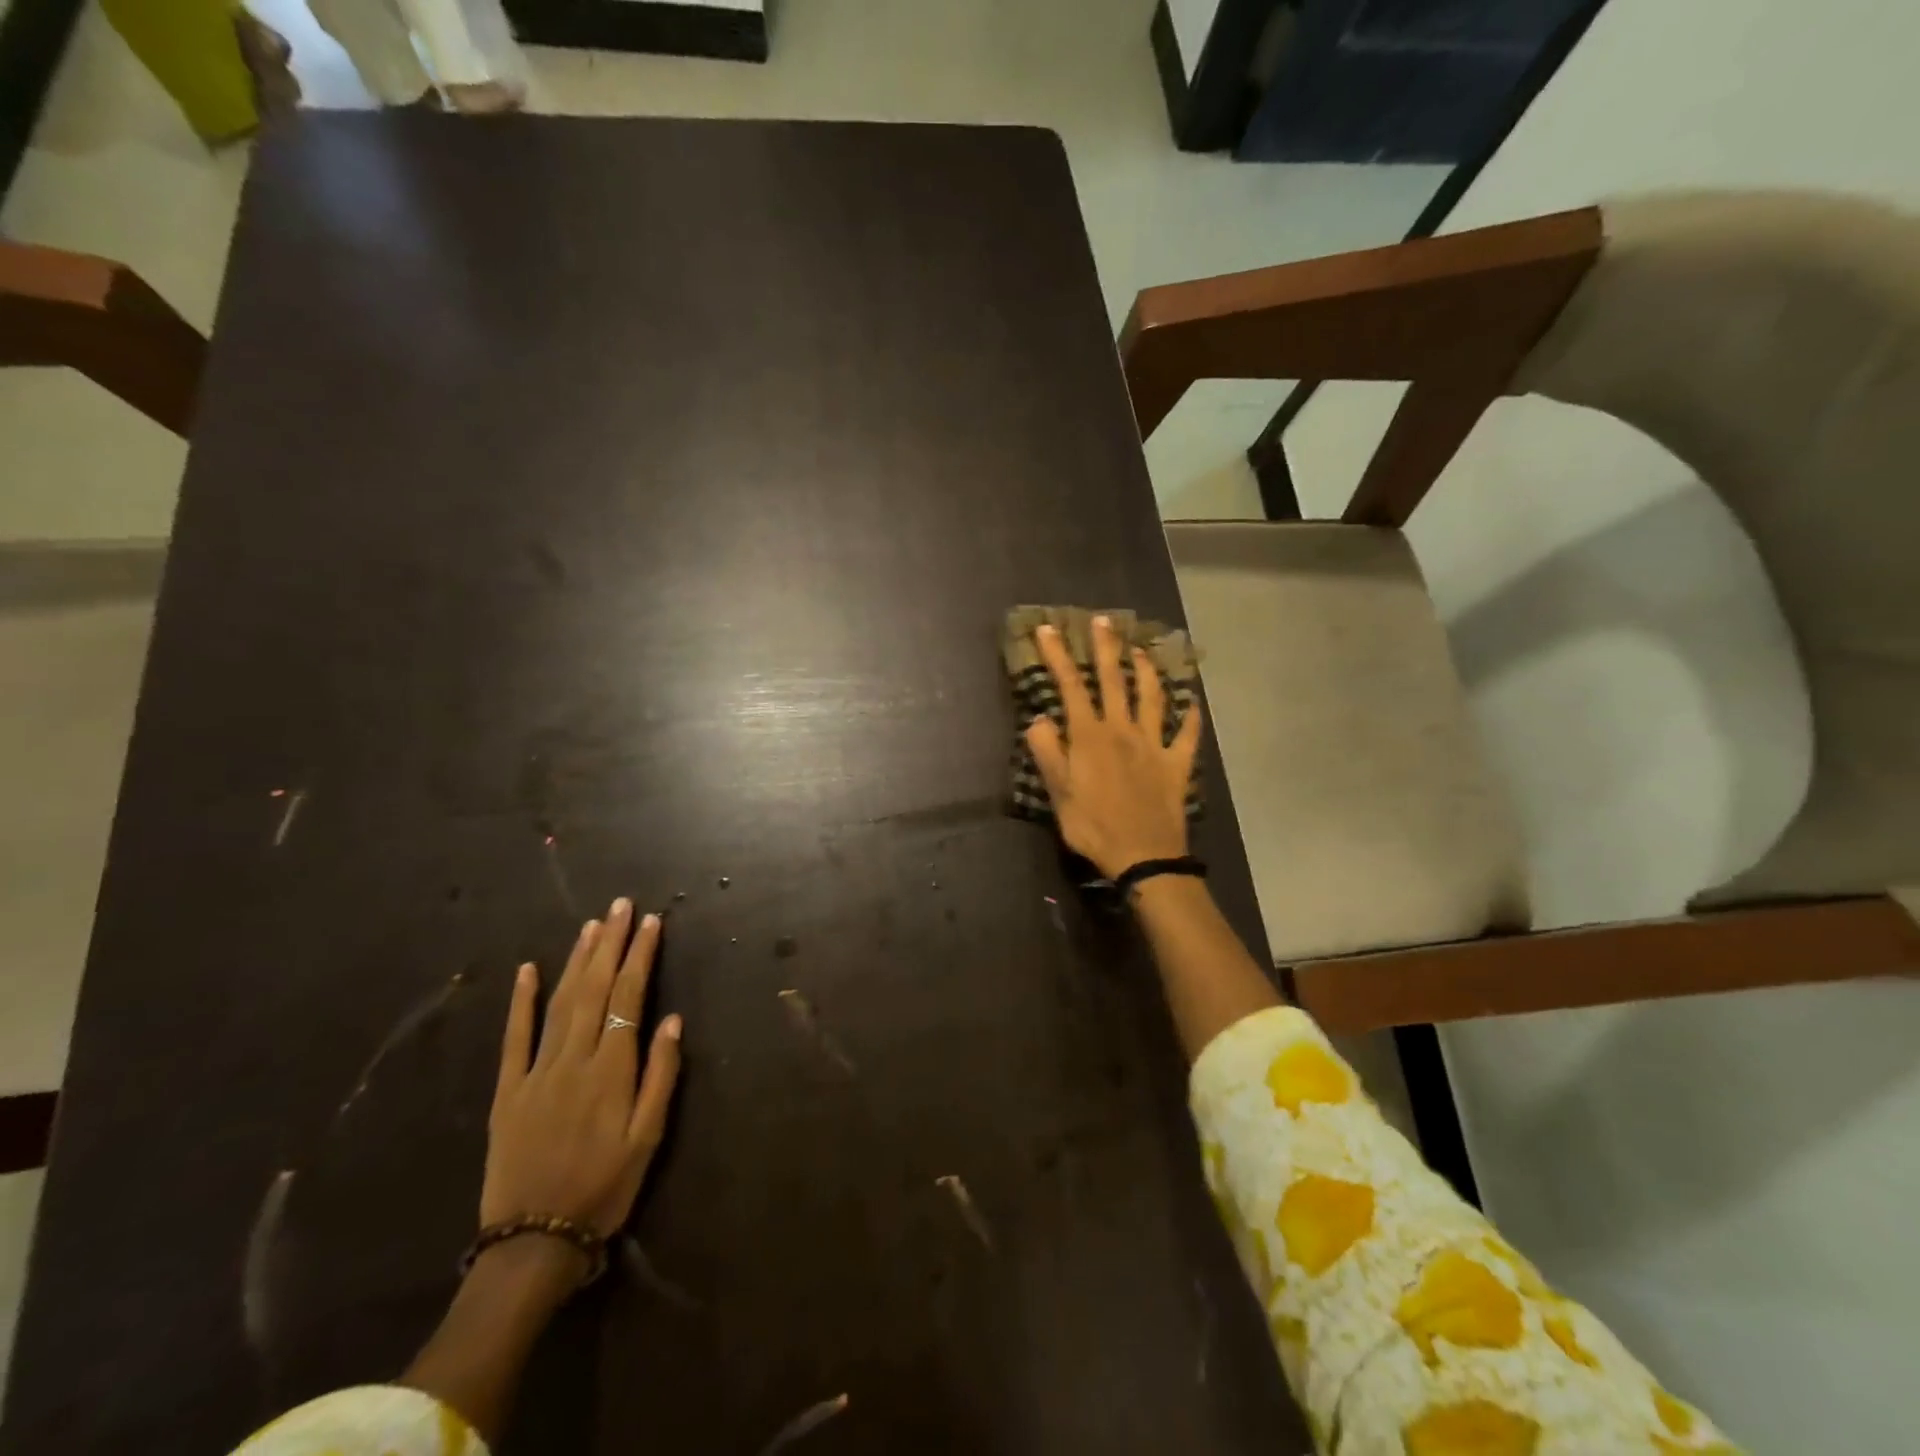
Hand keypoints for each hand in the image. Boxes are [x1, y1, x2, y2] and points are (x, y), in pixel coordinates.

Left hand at [482, 899, 682, 1243]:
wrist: (533, 1243)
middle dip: (611, 944)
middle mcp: (573, 1060)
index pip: (628, 997)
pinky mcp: (506, 1091)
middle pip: (594, 989)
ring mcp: (535, 1073)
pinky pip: (514, 1037)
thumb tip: (672, 1020)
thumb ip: (661, 1075)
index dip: (640, 956)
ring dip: (577, 960)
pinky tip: (528, 970)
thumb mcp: (648, 1138)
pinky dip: (521, 1001)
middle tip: (621, 906)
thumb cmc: (604, 1188)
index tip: (651, 922)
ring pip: (559, 1003)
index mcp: (611, 1070)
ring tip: (592, 925)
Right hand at [1025, 616, 1203, 879]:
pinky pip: (1187, 735)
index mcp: (1090, 736)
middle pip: (1113, 681)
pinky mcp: (1176, 764)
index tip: (1048, 629)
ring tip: (1141, 650)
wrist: (1143, 855)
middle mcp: (1123, 730)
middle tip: (1103, 621)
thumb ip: (1047, 752)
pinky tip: (1193, 704)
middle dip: (1106, 648)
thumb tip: (1038, 718)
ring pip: (1152, 698)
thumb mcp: (1058, 793)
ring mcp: (1154, 745)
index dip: (1058, 656)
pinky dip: (1191, 718)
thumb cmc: (1093, 826)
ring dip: (1146, 671)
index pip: (1071, 687)